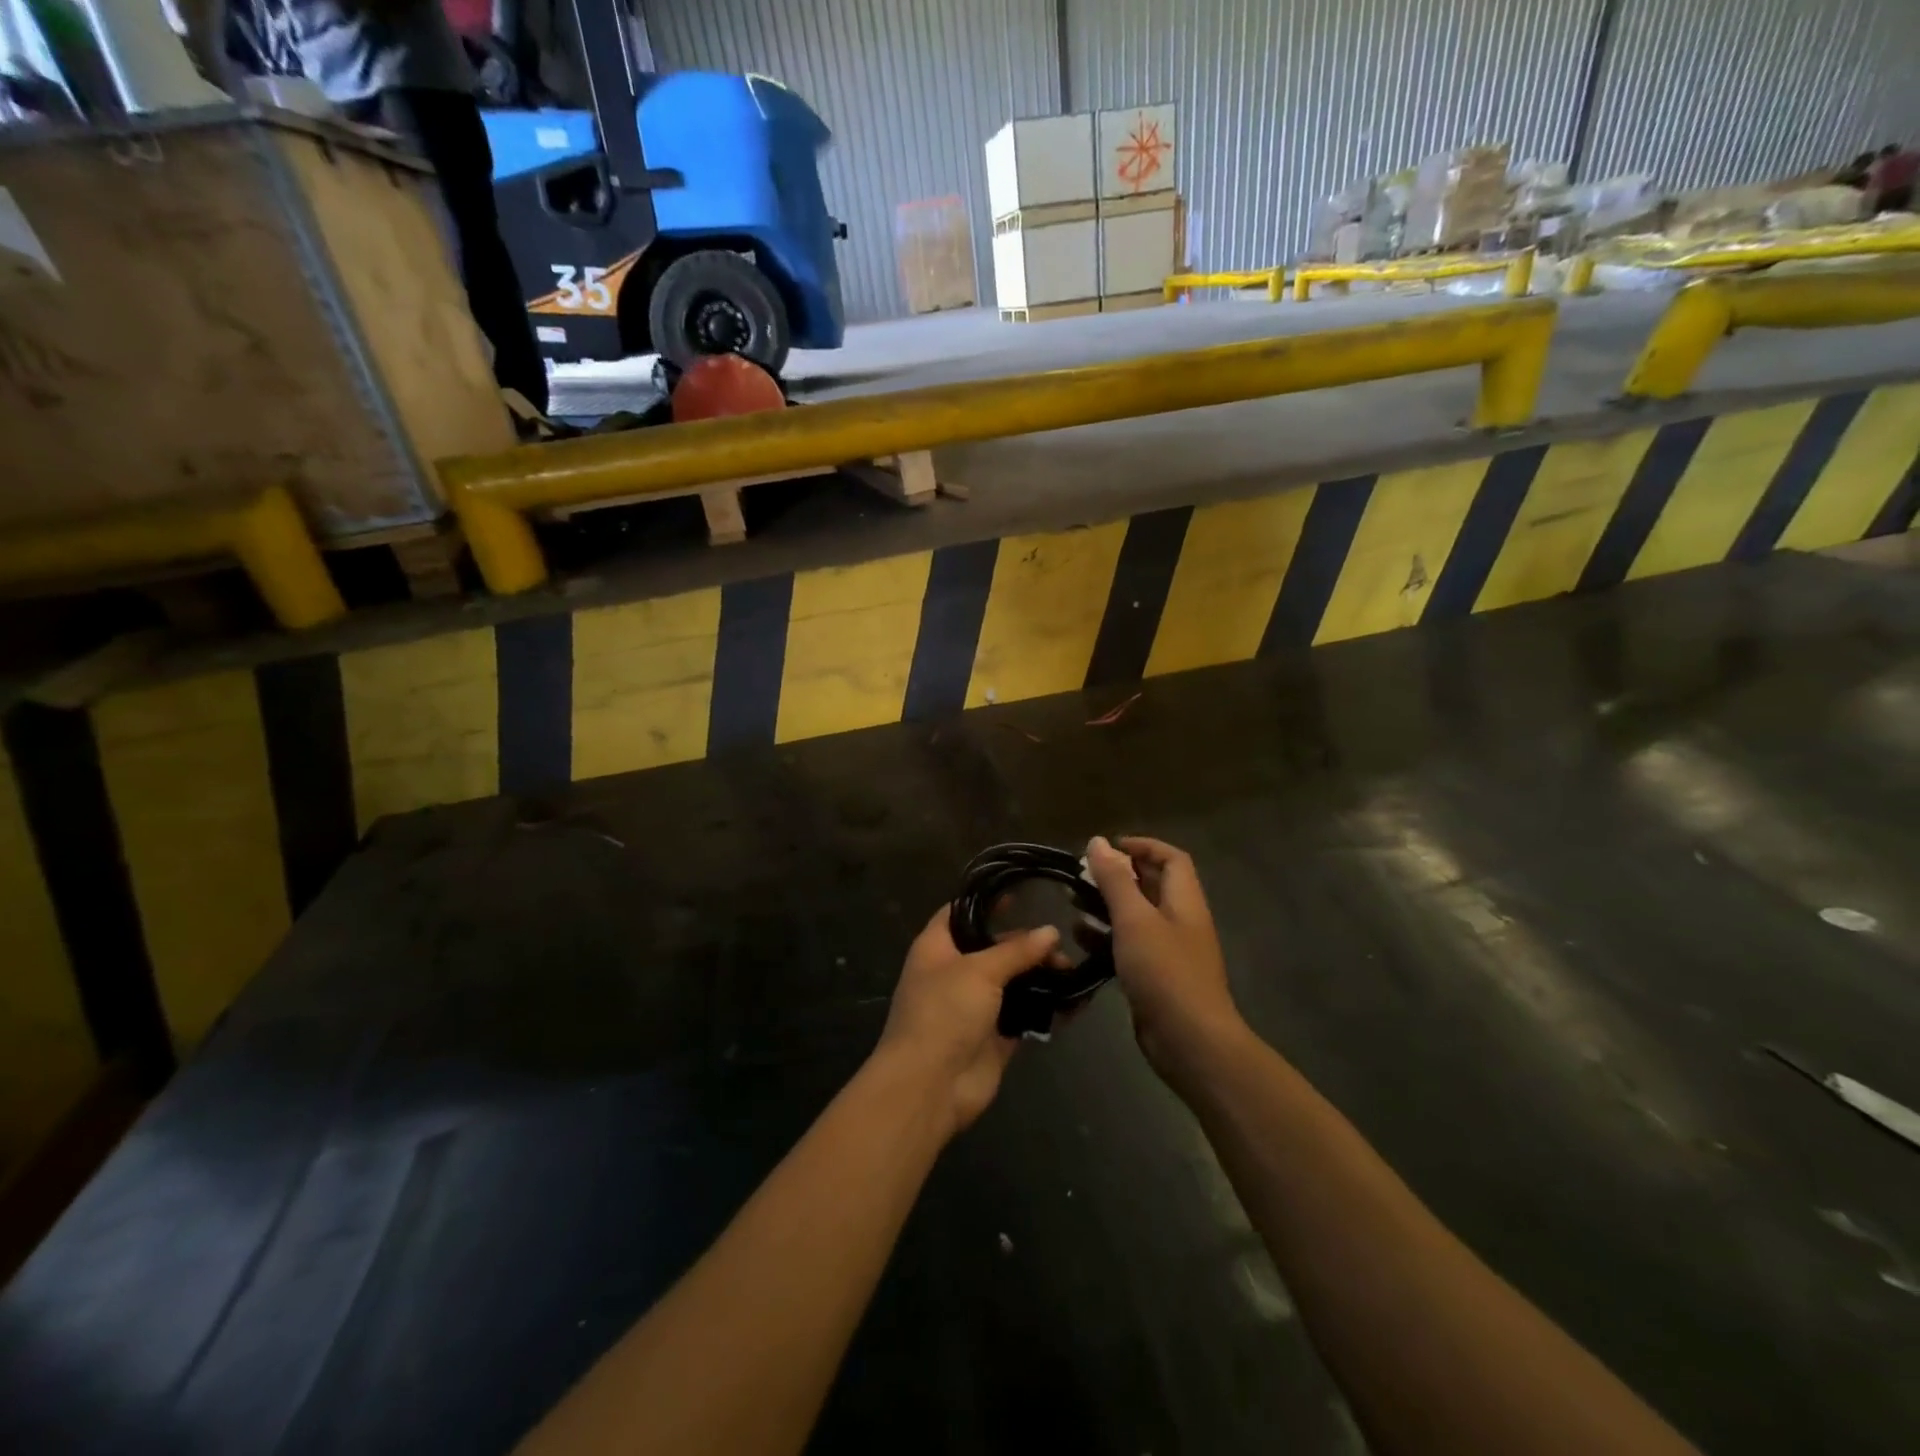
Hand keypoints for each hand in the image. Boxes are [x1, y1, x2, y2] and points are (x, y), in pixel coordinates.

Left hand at [874, 907, 1060, 1135]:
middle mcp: (954, 972)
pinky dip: (1046, 1007)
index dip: (988, 901)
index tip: (1023, 892)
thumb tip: (1051, 932)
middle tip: (1062, 941)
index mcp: (937, 947)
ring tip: (1072, 969)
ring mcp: (975, 1006)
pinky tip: (1075, 999)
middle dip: (1026, 943)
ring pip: (1012, 981)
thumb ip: (1016, 950)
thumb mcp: (979, 970)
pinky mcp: (994, 1036)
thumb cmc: (944, 1013)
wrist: (930, 1086)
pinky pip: (1024, 1014)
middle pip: (993, 947)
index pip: (961, 912)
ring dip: (1040, 975)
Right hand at [1084, 836, 1242, 1073]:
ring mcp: (1169, 951)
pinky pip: (1129, 946)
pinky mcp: (1155, 977)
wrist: (1190, 1041)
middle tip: (1081, 875)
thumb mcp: (1135, 919)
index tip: (1107, 847)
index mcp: (1184, 901)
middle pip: (1151, 886)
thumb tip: (1098, 841)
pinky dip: (1106, 938)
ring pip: (1136, 917)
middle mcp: (1180, 921)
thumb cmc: (1165, 971)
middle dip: (1117, 876)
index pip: (1171, 858)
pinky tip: (1081, 940)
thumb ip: (1115, 880)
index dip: (1142, 846)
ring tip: (1072, 903)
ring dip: (1106, 907)